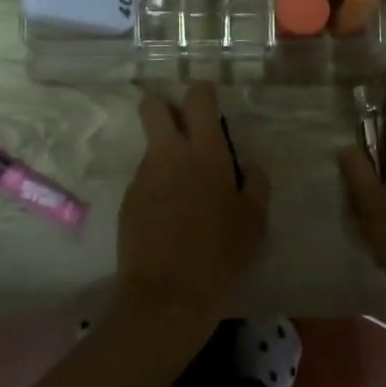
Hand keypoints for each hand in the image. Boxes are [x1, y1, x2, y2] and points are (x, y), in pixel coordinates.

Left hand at [118, 82, 270, 319]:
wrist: (168, 293)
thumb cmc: (221, 253)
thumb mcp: (255, 221)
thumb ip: (256, 184)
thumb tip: (250, 167)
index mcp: (205, 152)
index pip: (197, 99)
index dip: (203, 93)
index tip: (209, 103)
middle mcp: (169, 154)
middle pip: (154, 106)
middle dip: (165, 106)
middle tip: (184, 128)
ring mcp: (143, 176)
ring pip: (151, 146)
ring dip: (165, 154)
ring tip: (184, 189)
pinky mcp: (128, 199)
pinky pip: (144, 178)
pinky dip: (157, 185)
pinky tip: (169, 215)